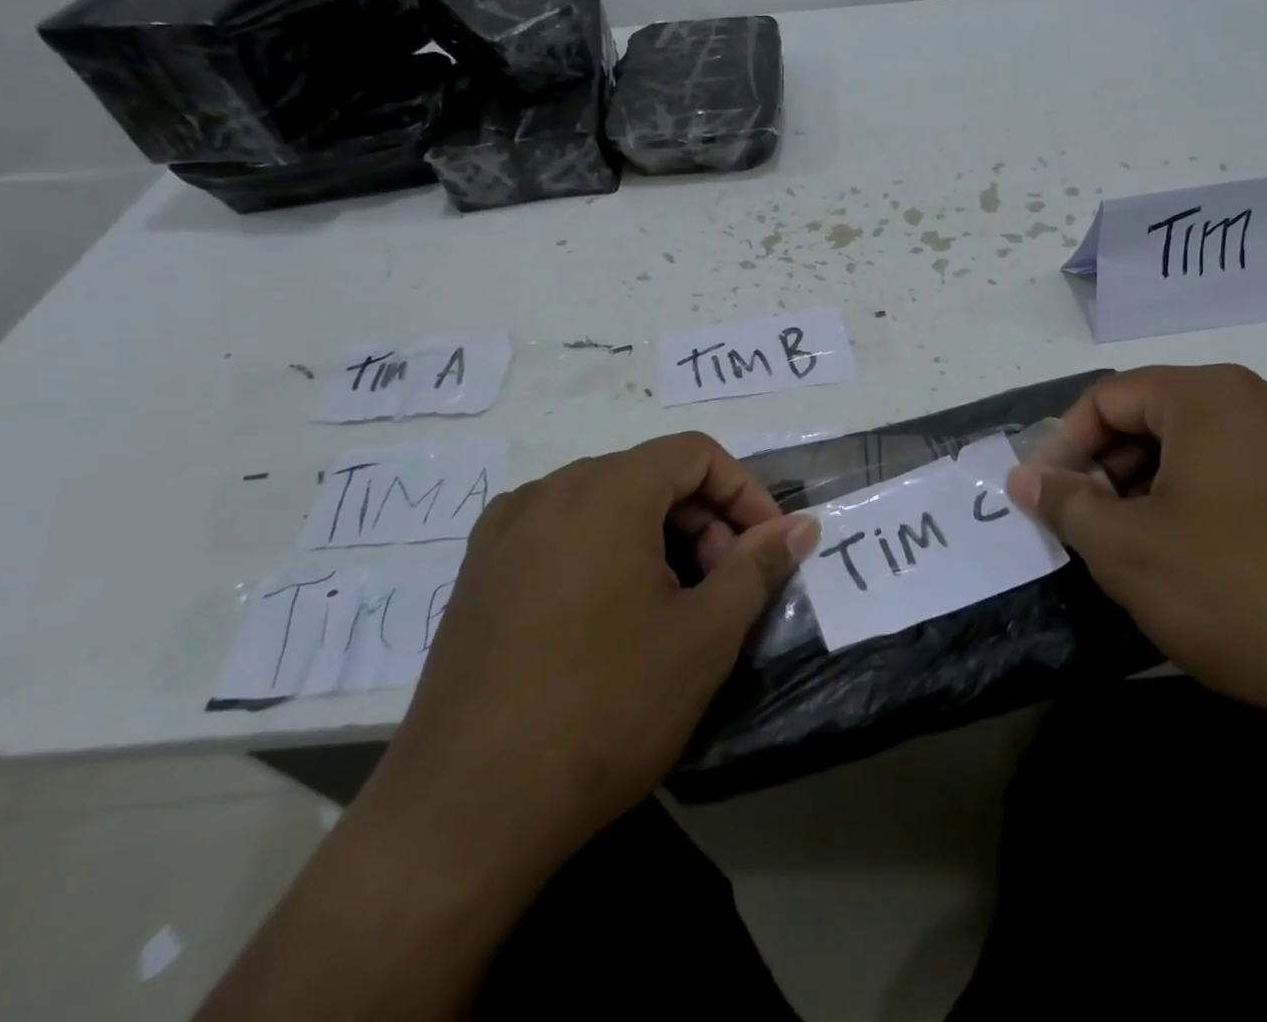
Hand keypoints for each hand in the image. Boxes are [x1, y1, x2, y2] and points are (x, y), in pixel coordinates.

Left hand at [358, 433, 817, 894]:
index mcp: (604, 491)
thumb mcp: (703, 637)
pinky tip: (609, 618)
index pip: (694, 454)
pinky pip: (560, 533)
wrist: (465, 811)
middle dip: (702, 519)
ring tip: (672, 607)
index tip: (766, 548)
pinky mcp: (478, 572)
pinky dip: (605, 552)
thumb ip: (757, 566)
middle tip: (723, 587)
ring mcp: (503, 531)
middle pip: (649, 475)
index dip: (744, 492)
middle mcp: (548, 492)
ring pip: (605, 503)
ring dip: (656, 537)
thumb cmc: (604, 708)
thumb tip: (802, 525)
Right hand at [1007, 364, 1266, 745]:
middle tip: (1087, 522)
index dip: (1063, 443)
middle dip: (1108, 465)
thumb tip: (1025, 476)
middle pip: (1156, 415)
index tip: (1044, 494)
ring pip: (1201, 446)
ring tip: (1137, 544)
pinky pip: (1246, 473)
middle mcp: (1265, 402)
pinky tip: (1199, 558)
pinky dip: (1202, 500)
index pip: (1109, 397)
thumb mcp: (1126, 549)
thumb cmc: (1239, 590)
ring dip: (1152, 485)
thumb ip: (1064, 502)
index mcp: (1210, 397)